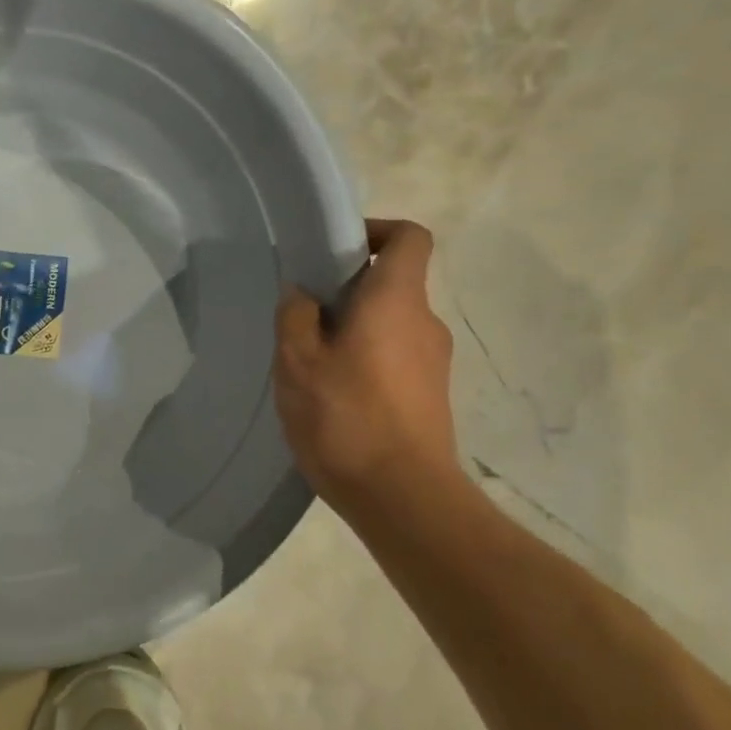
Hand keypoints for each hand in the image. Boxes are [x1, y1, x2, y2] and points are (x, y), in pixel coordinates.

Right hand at [274, 218, 462, 521]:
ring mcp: (434, 362)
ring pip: (390, 323)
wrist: (404, 498)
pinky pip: (395, 356)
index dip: (376, 231)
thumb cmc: (346, 418)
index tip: (335, 250)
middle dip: (347, 288)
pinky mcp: (431, 395)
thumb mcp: (298, 362)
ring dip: (353, 328)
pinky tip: (333, 393)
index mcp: (396, 301)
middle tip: (302, 314)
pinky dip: (366, 358)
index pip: (410, 237)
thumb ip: (296, 316)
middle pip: (393, 282)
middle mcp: (425, 322)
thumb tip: (302, 293)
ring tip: (310, 360)